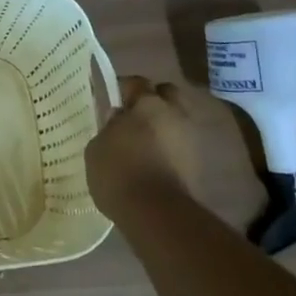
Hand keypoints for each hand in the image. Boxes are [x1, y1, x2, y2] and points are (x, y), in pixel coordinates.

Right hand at [83, 75, 206, 222]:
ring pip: (177, 119)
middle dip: (154, 100)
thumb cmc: (118, 172)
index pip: (136, 82)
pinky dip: (172, 147)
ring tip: (147, 140)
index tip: (112, 101)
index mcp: (147, 104)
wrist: (155, 212)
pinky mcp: (198, 163)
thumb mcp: (97, 147)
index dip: (123, 89)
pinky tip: (156, 160)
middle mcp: (174, 113)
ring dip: (165, 125)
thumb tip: (118, 119)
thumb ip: (109, 127)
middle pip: (167, 94)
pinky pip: (182, 144)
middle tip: (135, 115)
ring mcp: (190, 138)